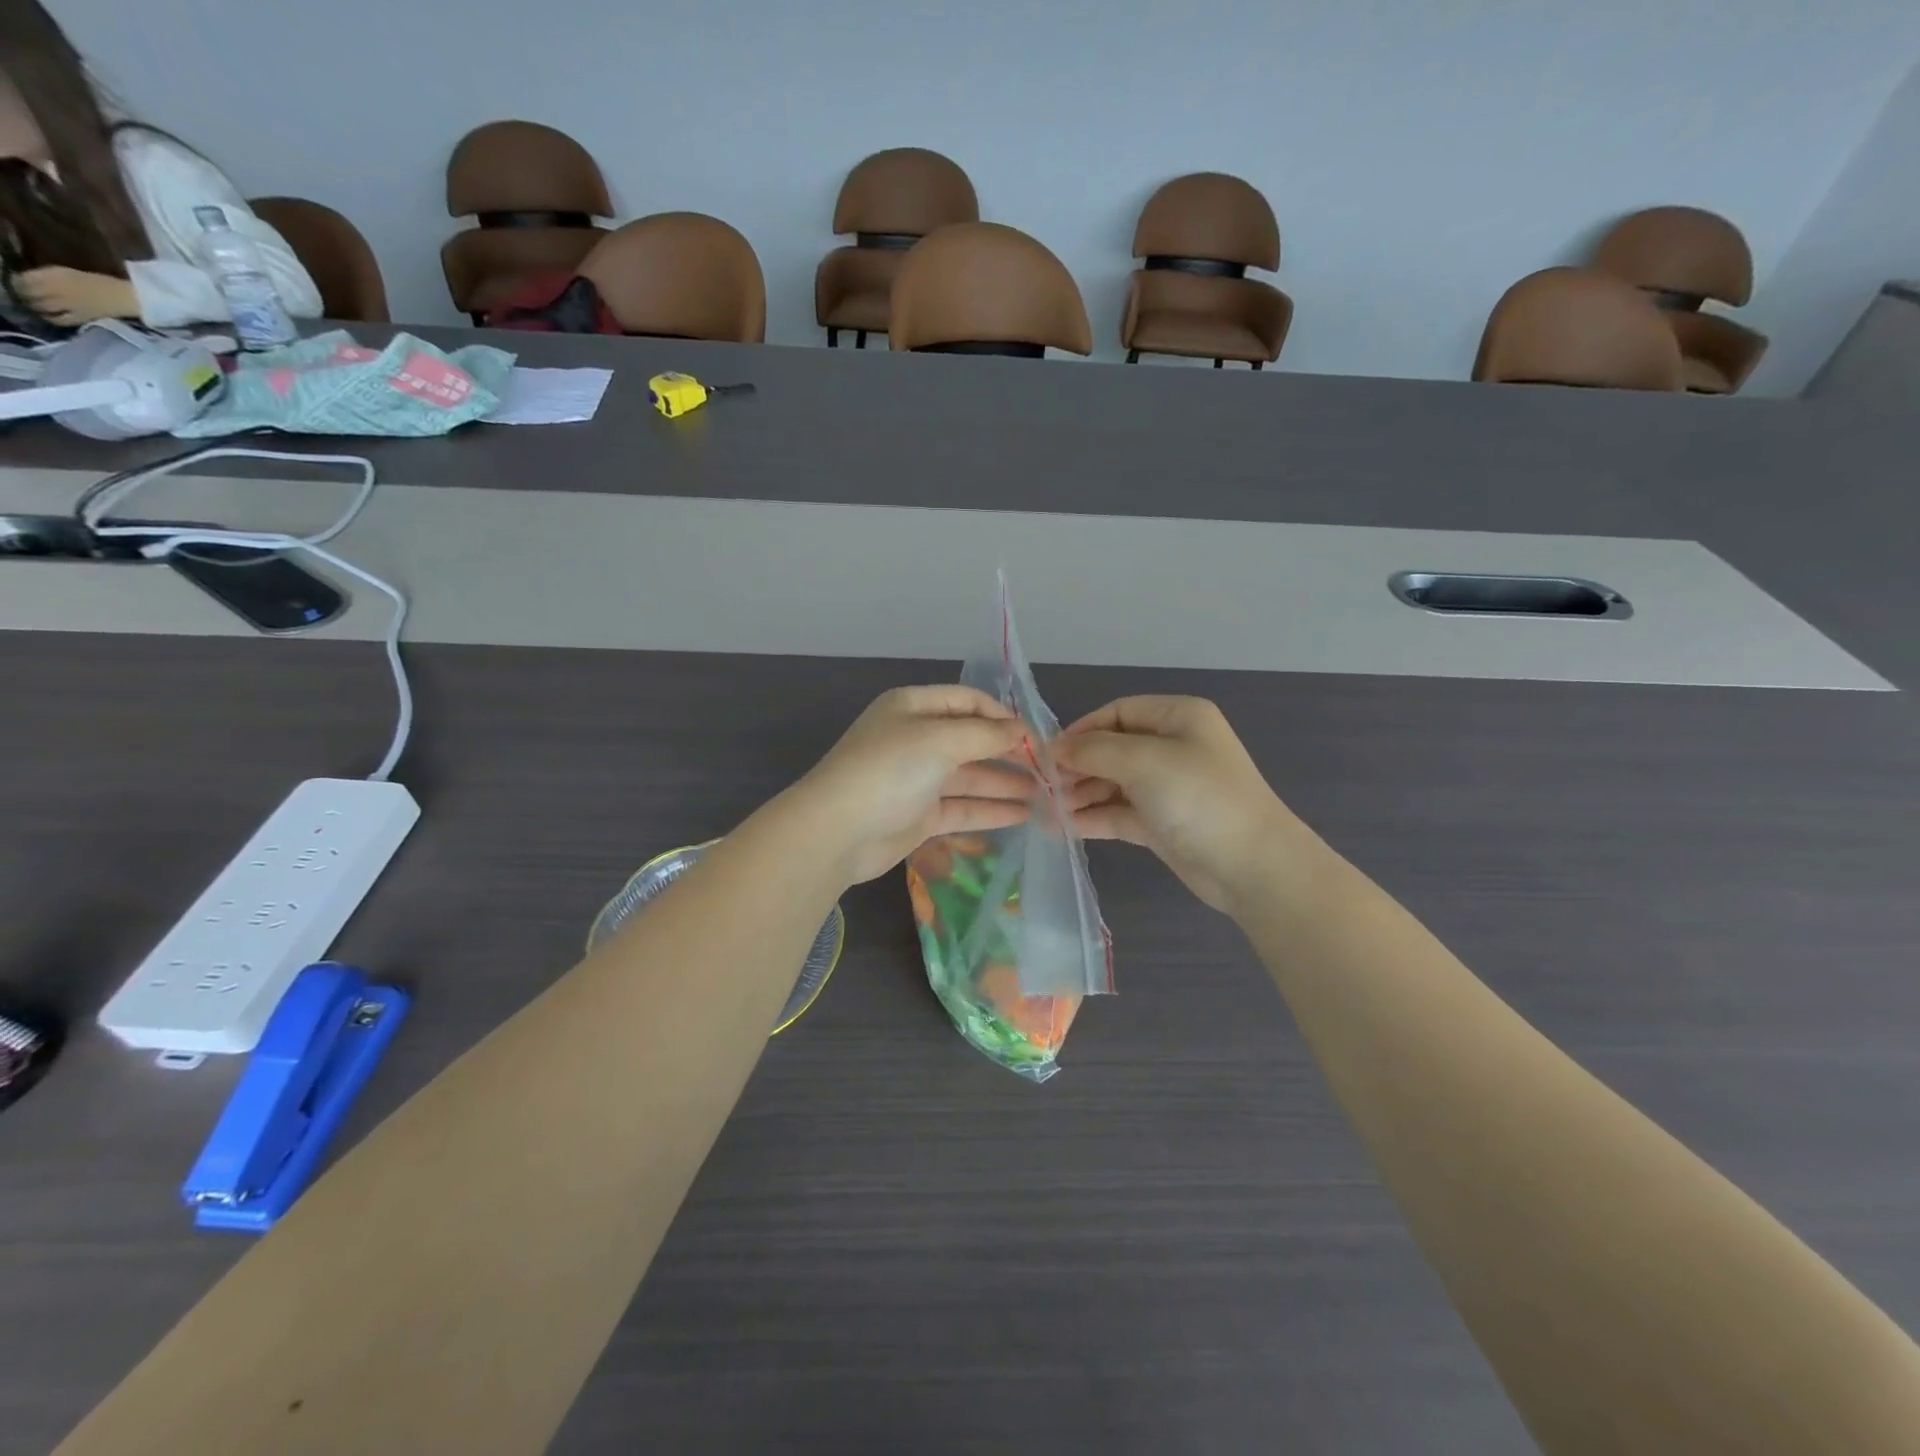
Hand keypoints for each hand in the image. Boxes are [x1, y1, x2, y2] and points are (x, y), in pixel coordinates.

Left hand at [13, 267, 138, 324]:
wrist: (128, 298)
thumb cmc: (99, 282)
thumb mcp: (67, 272)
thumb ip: (45, 275)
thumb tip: (24, 279)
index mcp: (53, 276)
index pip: (22, 279)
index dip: (16, 281)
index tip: (15, 283)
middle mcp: (56, 290)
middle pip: (28, 293)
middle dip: (22, 294)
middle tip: (21, 295)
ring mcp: (68, 306)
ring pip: (40, 306)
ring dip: (33, 306)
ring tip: (32, 305)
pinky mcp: (79, 318)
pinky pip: (58, 319)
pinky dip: (50, 318)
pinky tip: (48, 317)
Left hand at [793, 685, 1033, 884]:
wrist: (838, 831)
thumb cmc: (888, 770)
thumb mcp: (939, 740)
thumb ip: (985, 734)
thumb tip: (1021, 730)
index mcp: (913, 707)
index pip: (967, 701)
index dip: (1001, 714)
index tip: (1036, 734)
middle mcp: (915, 739)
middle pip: (971, 739)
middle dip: (1008, 751)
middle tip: (1048, 767)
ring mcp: (917, 779)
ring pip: (969, 776)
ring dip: (1005, 782)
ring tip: (1046, 793)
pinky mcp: (919, 815)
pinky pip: (962, 807)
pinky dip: (990, 810)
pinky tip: (1023, 814)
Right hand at [1055, 696, 1301, 913]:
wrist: (1251, 866)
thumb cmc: (1198, 797)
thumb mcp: (1143, 761)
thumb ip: (1093, 751)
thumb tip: (1053, 748)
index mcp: (1178, 718)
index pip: (1119, 712)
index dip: (1082, 729)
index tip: (1048, 752)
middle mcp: (1173, 747)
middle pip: (1113, 748)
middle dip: (1077, 765)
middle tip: (1043, 784)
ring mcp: (1167, 787)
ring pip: (1112, 782)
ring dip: (1080, 793)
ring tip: (1047, 808)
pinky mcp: (1162, 822)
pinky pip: (1119, 812)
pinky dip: (1092, 817)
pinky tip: (1061, 826)